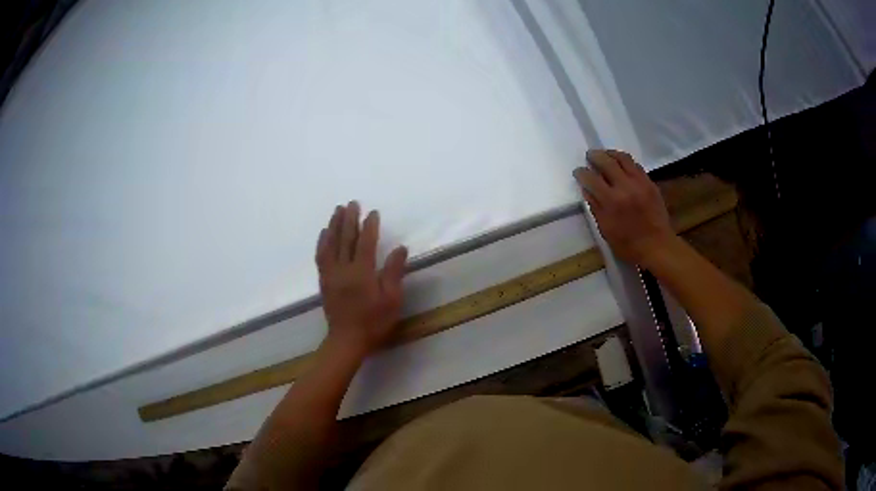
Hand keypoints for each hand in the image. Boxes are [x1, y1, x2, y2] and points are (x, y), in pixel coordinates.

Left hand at [315, 201, 407, 358]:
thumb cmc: (374, 322)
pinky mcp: (324, 281)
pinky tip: (324, 233)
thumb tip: (400, 248)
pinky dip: (322, 242)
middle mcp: (343, 269)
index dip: (369, 226)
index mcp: (362, 273)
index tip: (373, 212)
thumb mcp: (391, 300)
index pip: (365, 243)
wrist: (347, 340)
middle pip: (345, 239)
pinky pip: (321, 256)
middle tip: (352, 203)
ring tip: (337, 210)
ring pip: (331, 244)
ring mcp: (331, 274)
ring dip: (334, 225)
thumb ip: (393, 272)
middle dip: (349, 219)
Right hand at [574, 149, 675, 267]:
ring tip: (605, 155)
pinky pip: (635, 165)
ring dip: (611, 154)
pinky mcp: (649, 183)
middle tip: (589, 156)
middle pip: (606, 161)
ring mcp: (639, 182)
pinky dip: (625, 162)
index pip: (591, 178)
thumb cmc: (628, 244)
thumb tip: (586, 189)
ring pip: (623, 158)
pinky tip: (621, 165)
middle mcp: (625, 186)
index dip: (581, 173)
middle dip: (595, 156)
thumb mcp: (605, 229)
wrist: (657, 246)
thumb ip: (595, 206)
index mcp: (611, 201)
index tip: (578, 172)